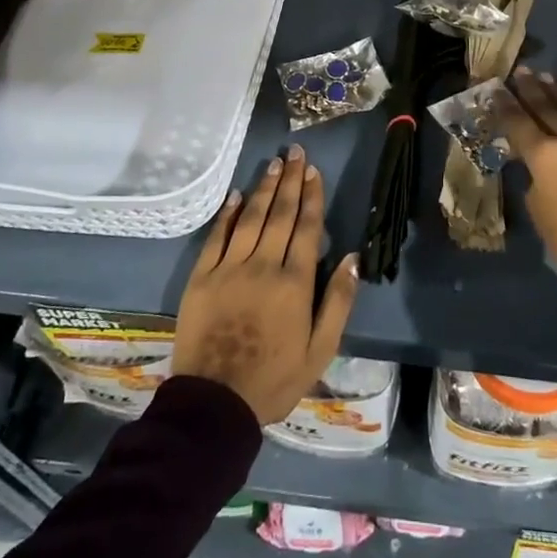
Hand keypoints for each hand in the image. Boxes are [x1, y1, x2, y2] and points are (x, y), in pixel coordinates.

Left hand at [171, 145, 358, 424]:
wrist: (214, 403)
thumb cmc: (274, 379)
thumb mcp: (320, 351)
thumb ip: (338, 302)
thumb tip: (354, 259)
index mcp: (295, 282)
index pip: (307, 227)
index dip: (312, 197)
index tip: (314, 171)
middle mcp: (264, 265)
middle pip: (281, 214)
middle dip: (291, 181)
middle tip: (295, 153)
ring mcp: (229, 268)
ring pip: (251, 218)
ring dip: (264, 189)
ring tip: (274, 164)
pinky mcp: (202, 277)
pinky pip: (216, 236)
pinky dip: (227, 213)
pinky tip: (236, 195)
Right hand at [498, 68, 556, 274]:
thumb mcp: (540, 212)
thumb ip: (536, 184)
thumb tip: (542, 173)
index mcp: (544, 156)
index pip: (519, 124)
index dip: (506, 106)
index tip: (496, 89)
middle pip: (547, 109)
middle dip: (532, 90)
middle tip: (522, 71)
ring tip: (547, 79)